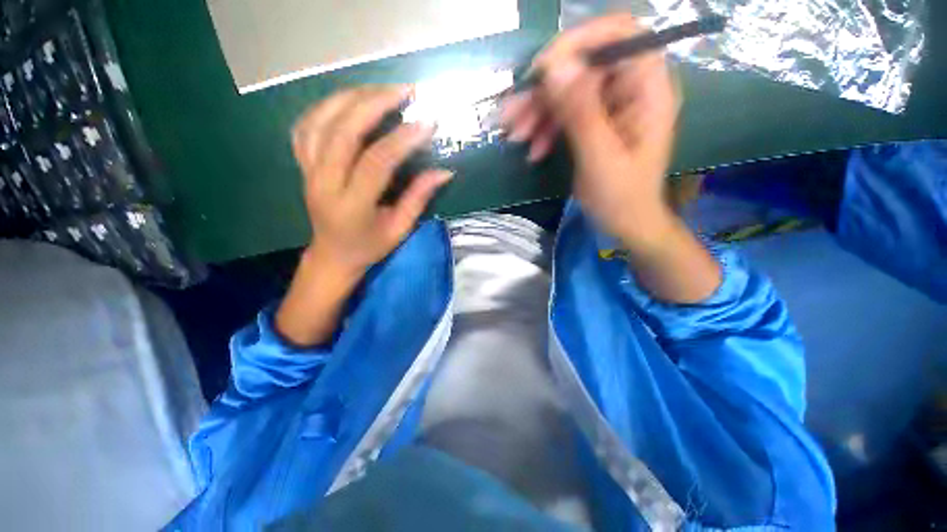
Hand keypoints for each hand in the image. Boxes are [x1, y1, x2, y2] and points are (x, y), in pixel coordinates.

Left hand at [277, 86, 451, 345]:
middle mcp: (324, 183)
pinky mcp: (303, 164)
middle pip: (343, 131)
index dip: (402, 139)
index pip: (376, 162)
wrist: (332, 254)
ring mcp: (308, 170)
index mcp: (352, 205)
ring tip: (381, 88)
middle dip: (375, 103)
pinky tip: (348, 99)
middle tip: (405, 91)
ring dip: (351, 97)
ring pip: (321, 121)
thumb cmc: (370, 246)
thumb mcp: (400, 229)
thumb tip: (444, 172)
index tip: (427, 122)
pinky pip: (306, 125)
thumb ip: (419, 198)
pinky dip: (326, 106)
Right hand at [503, 15, 720, 302]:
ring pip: (568, 91)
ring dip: (538, 112)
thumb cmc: (621, 197)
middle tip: (512, 117)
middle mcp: (631, 88)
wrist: (626, 223)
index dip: (578, 43)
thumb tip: (554, 66)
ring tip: (515, 137)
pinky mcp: (595, 122)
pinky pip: (565, 114)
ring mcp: (611, 105)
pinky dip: (545, 129)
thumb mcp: (599, 157)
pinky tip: (533, 151)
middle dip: (544, 90)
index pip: (618, 34)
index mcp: (647, 88)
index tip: (541, 71)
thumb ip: (580, 111)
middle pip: (583, 66)